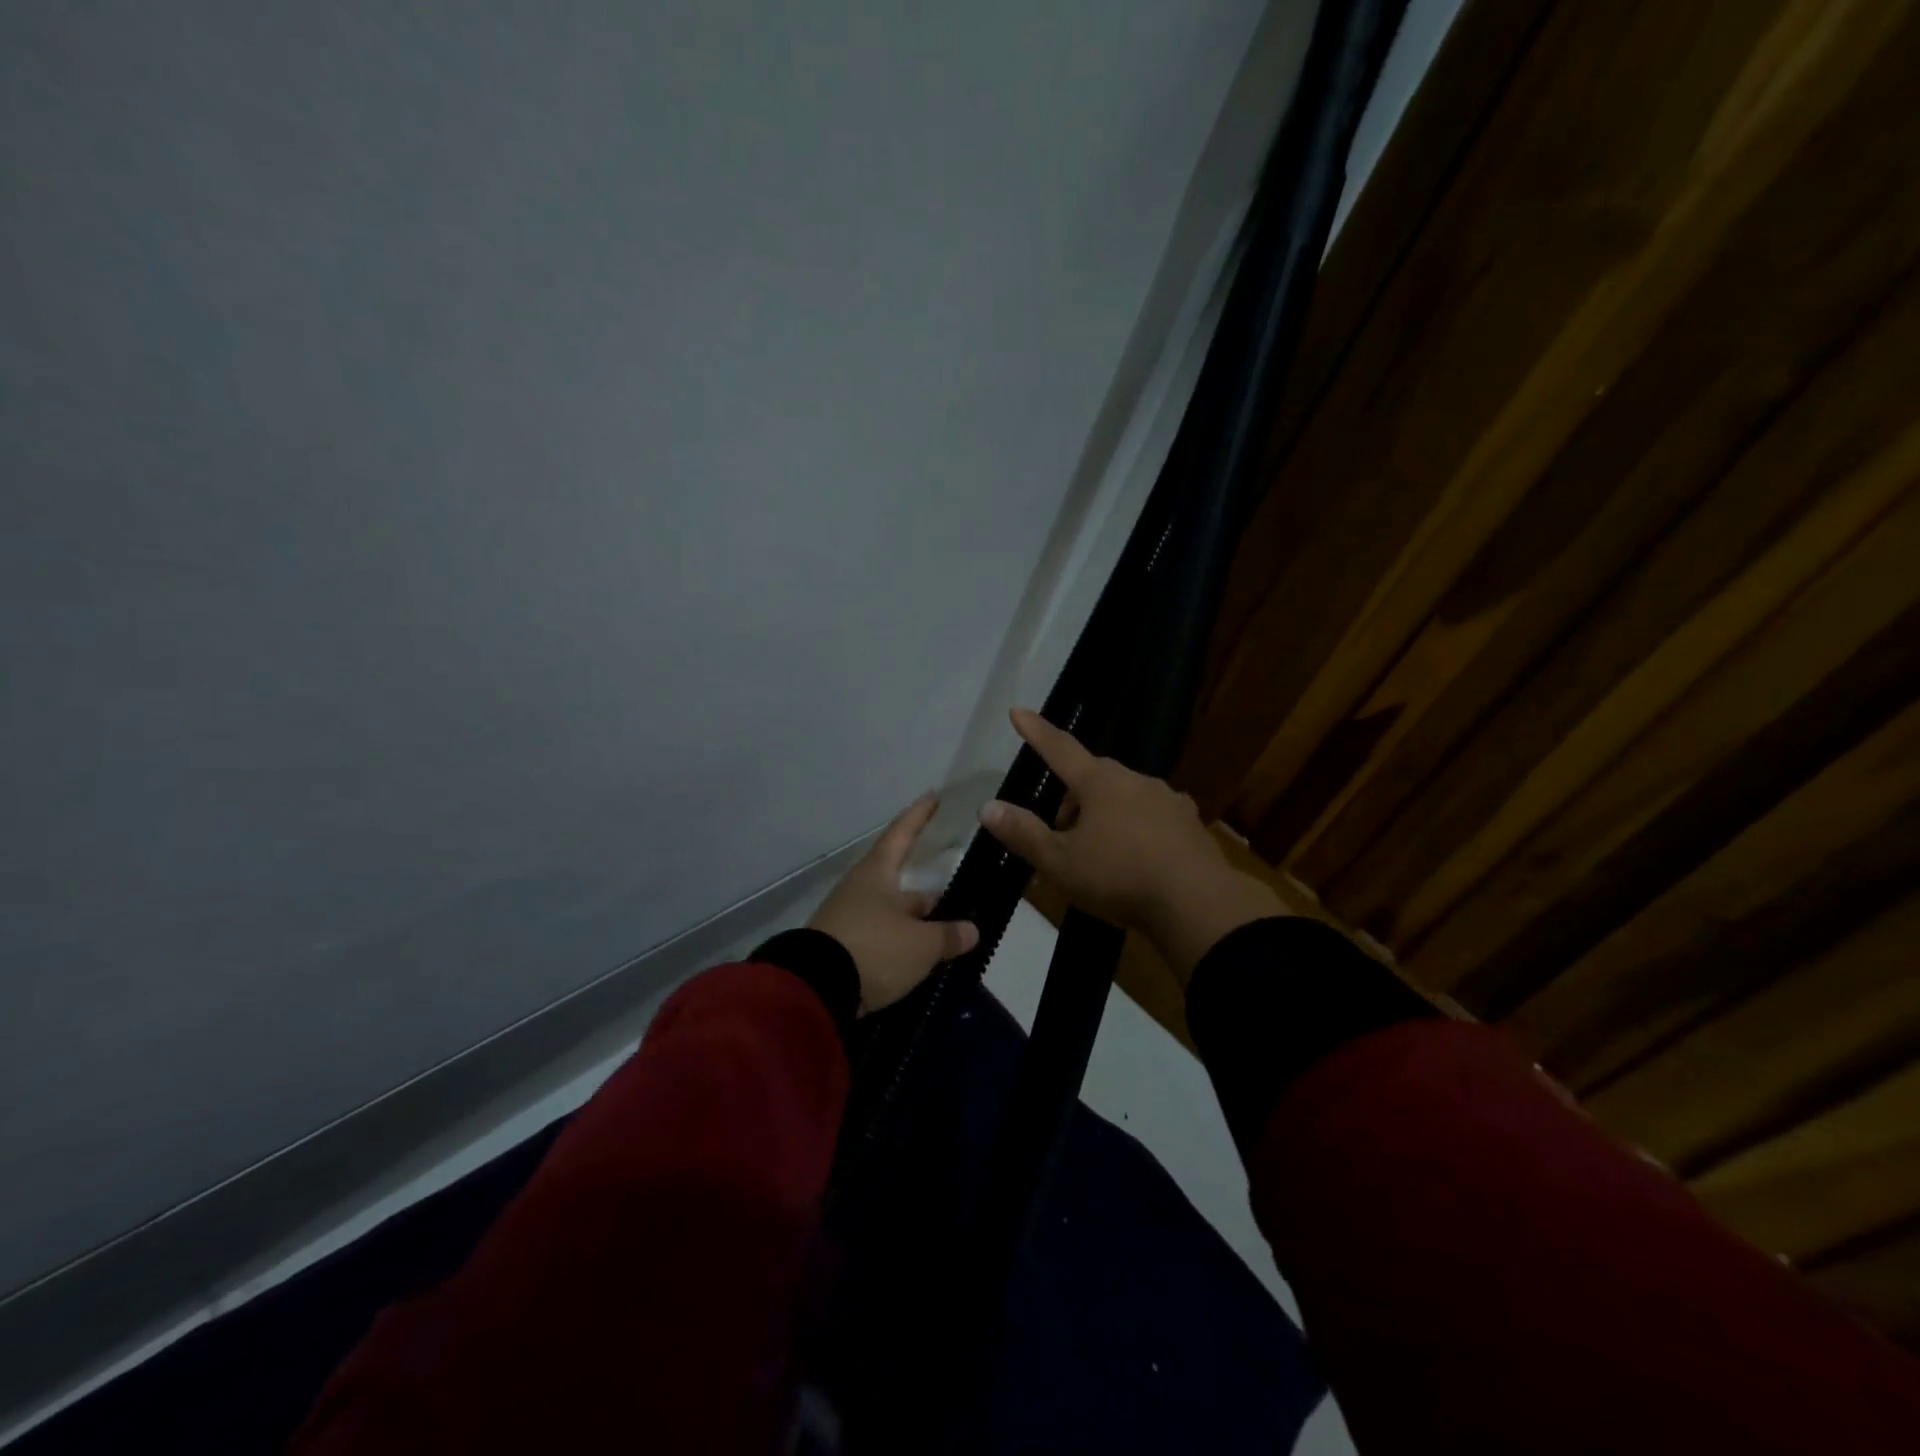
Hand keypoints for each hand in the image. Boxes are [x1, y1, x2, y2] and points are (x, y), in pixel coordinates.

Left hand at [809, 792, 979, 1014]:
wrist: (815, 990)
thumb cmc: (873, 949)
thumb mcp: (921, 945)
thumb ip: (948, 936)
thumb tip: (971, 930)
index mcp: (877, 873)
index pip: (902, 834)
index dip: (919, 815)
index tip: (933, 795)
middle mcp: (861, 889)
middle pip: (899, 882)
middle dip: (927, 893)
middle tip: (956, 900)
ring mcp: (848, 919)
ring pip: (891, 913)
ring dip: (915, 922)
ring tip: (945, 936)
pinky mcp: (841, 949)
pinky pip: (880, 938)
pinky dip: (901, 944)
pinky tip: (918, 959)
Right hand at [978, 708, 1287, 980]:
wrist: (1197, 903)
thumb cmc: (1120, 878)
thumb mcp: (1061, 863)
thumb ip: (1024, 834)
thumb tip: (987, 807)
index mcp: (1099, 783)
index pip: (1059, 748)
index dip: (1036, 731)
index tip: (1018, 711)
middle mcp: (1134, 780)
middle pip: (1092, 777)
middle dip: (1072, 799)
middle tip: (1061, 836)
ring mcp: (1166, 798)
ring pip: (1123, 796)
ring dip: (1104, 815)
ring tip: (1099, 856)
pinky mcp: (1188, 822)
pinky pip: (1151, 816)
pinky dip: (1135, 829)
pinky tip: (1137, 859)